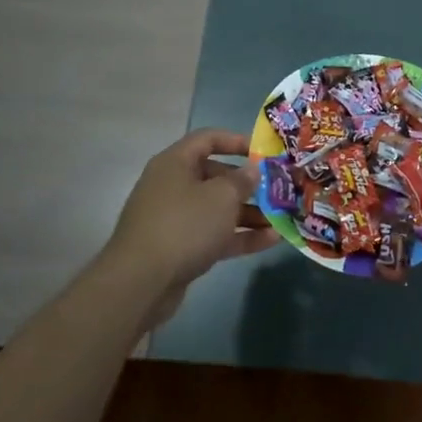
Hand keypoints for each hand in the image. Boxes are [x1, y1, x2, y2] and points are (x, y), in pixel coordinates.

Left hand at [104, 130, 274, 316]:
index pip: (207, 139)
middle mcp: (173, 186)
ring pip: (217, 209)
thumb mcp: (221, 197)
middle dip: (248, 185)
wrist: (141, 283)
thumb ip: (242, 180)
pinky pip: (214, 234)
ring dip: (249, 214)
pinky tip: (271, 241)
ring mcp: (175, 219)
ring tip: (281, 219)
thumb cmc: (184, 226)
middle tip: (277, 191)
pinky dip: (239, 236)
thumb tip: (252, 170)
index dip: (236, 141)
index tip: (263, 152)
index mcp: (176, 163)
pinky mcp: (179, 248)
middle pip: (215, 176)